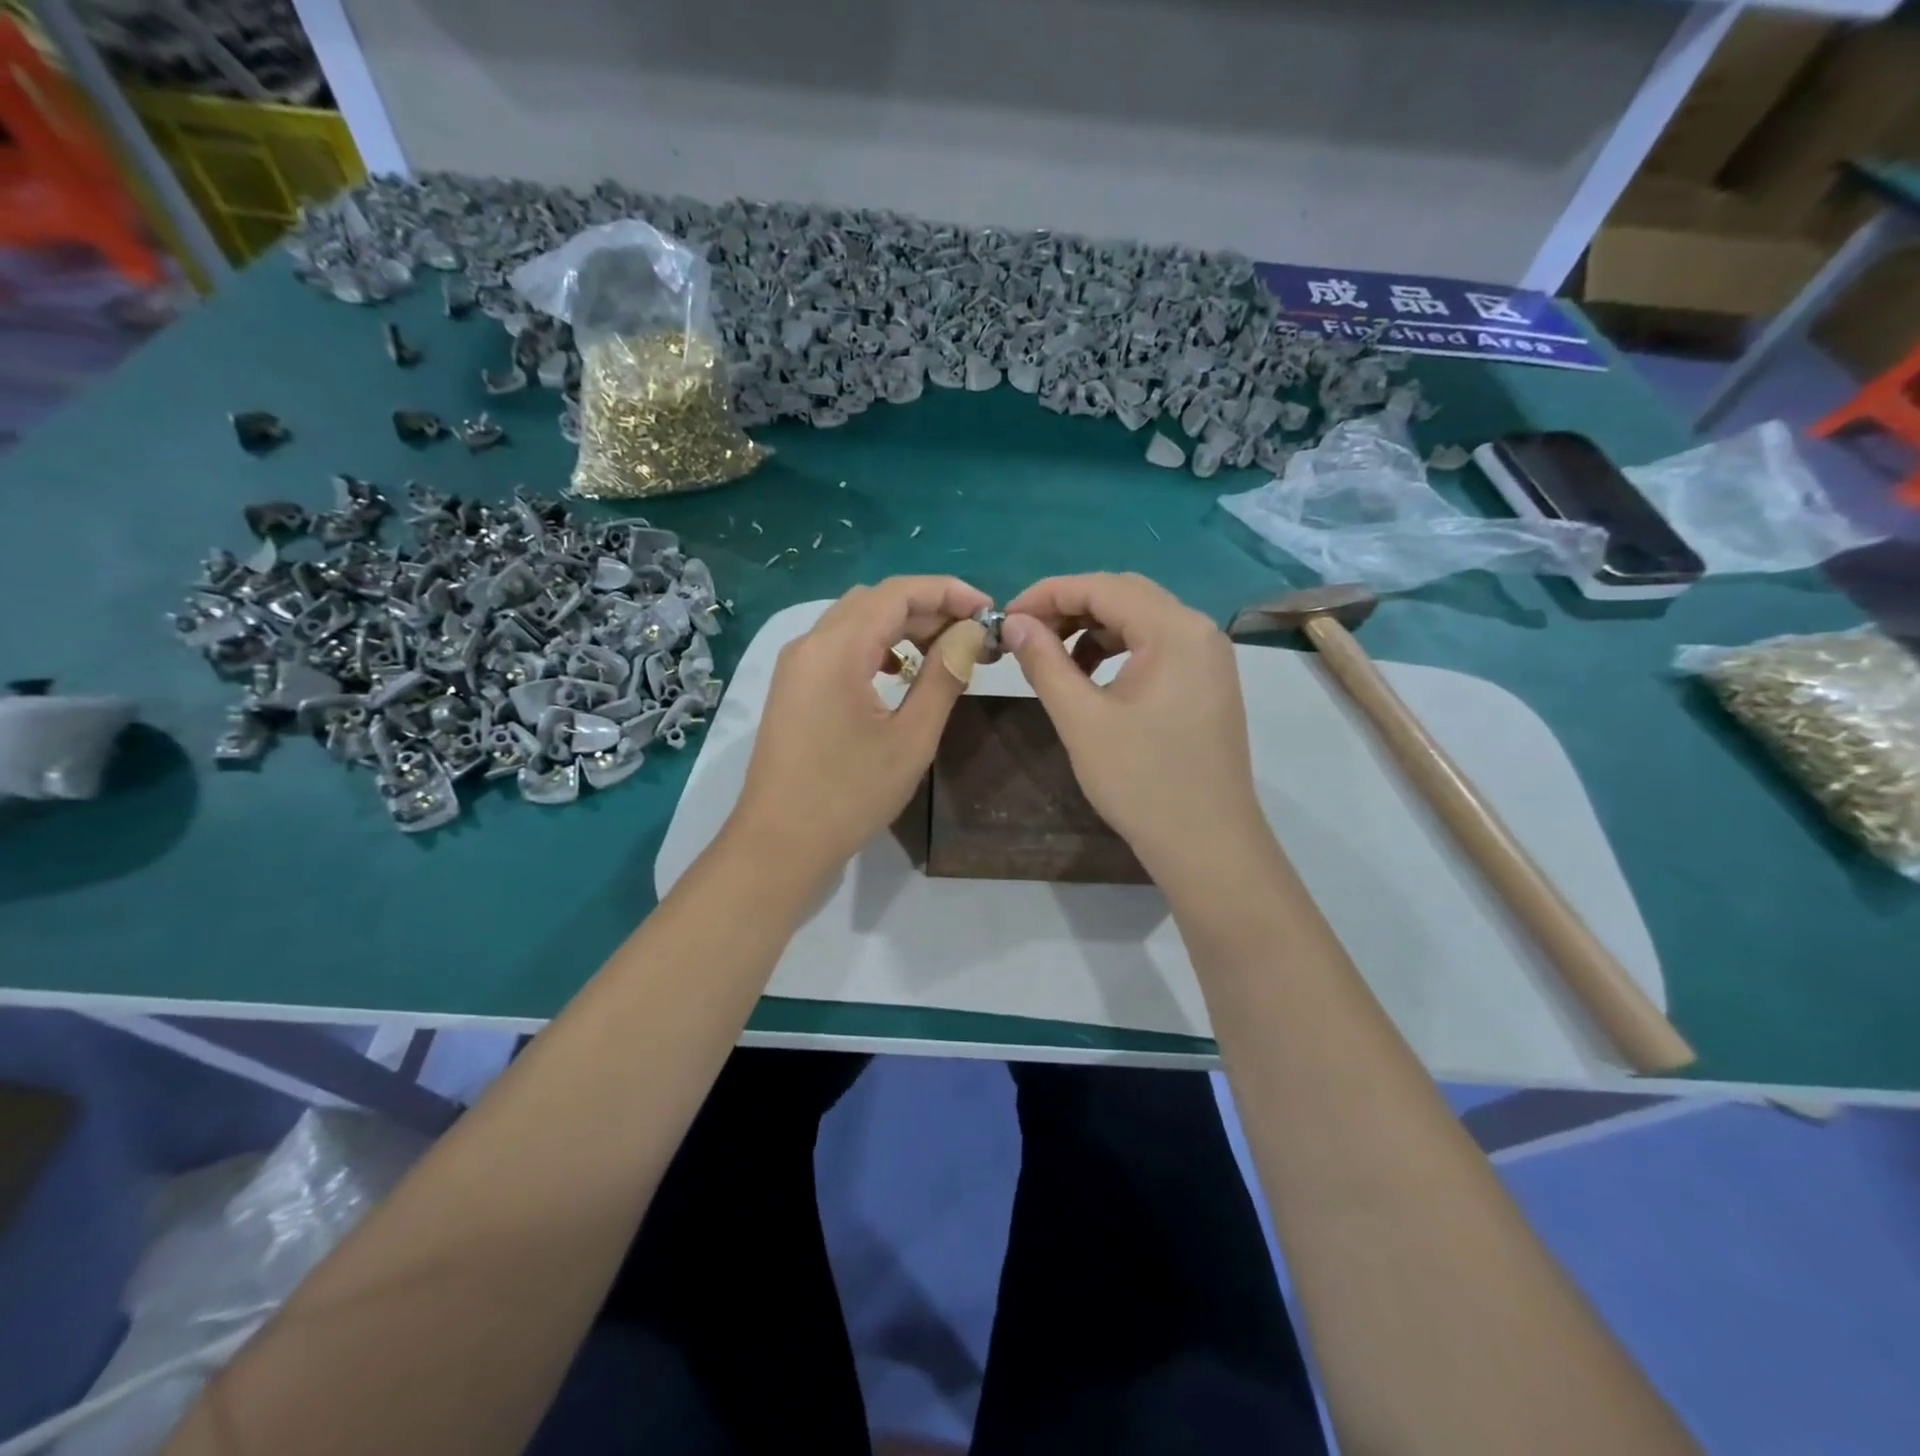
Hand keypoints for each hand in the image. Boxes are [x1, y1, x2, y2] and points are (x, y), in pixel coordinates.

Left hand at [730, 575, 990, 883]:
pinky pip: (839, 647)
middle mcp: (810, 643)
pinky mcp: (794, 687)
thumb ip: (944, 677)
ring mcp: (796, 665)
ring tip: (944, 651)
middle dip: (928, 608)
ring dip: (902, 626)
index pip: (898, 593)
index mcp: (836, 648)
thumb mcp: (910, 738)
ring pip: (855, 622)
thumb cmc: (849, 795)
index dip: (948, 592)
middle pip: (875, 601)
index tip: (989, 610)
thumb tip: (972, 634)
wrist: (780, 844)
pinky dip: (875, 646)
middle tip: (973, 635)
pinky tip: (899, 672)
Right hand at [1002, 573, 1272, 885]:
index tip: (1006, 617)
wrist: (1207, 845)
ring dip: (1092, 629)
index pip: (1101, 587)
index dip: (1047, 594)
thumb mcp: (1081, 719)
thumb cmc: (1142, 781)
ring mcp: (1208, 657)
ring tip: (1052, 657)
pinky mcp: (1207, 682)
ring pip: (1140, 620)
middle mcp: (1199, 630)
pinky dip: (1118, 650)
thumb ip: (1044, 662)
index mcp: (1174, 629)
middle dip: (1069, 607)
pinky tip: (1090, 677)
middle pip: (1124, 595)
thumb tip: (1014, 622)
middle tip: (1026, 635)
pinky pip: (1156, 646)